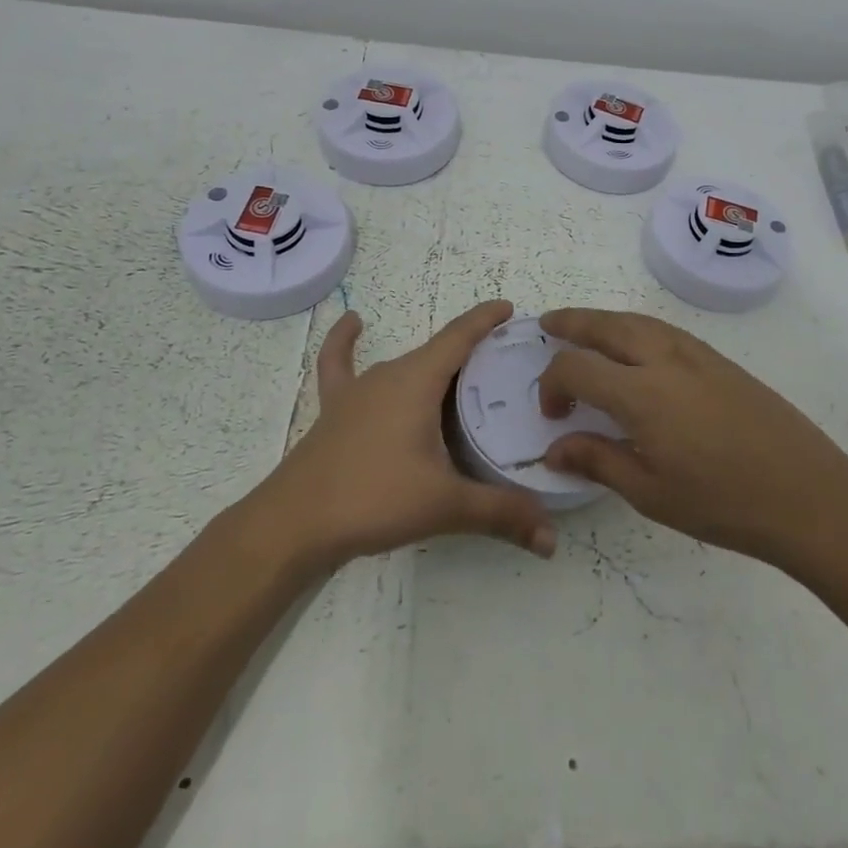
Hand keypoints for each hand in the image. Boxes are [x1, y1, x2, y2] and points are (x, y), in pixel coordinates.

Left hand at [257, 300, 556, 570]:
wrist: (294, 523)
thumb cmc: (374, 498)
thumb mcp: (444, 505)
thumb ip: (500, 514)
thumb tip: (552, 539)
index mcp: (418, 381)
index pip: (460, 337)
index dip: (486, 320)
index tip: (510, 308)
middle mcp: (390, 374)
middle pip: (437, 353)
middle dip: (471, 351)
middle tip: (505, 366)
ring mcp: (358, 390)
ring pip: (404, 366)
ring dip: (432, 364)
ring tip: (461, 374)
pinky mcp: (335, 410)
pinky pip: (340, 365)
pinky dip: (345, 341)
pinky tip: (353, 323)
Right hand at [537, 308, 847, 567]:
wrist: (807, 494)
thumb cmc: (723, 503)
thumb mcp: (650, 493)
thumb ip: (597, 460)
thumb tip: (555, 448)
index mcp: (640, 393)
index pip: (576, 367)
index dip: (553, 385)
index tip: (554, 415)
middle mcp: (663, 359)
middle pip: (605, 324)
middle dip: (571, 322)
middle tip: (548, 324)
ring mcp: (696, 353)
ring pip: (636, 319)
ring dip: (603, 319)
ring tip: (584, 329)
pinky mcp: (719, 359)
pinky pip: (664, 328)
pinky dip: (636, 326)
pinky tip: (636, 347)